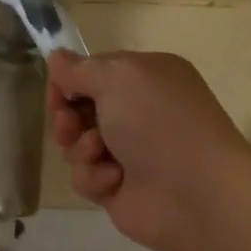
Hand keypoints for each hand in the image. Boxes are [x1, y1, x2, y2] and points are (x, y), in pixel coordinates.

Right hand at [47, 50, 250, 250]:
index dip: (68, 83)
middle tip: (70, 126)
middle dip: (68, 117)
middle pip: (79, 110)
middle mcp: (137, 112)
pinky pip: (85, 177)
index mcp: (145, 77)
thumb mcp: (119, 77)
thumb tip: (56, 58)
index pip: (92, 72)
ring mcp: (127, 152)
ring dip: (81, 149)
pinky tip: (116, 180)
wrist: (194, 192)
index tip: (58, 94)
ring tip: (100, 154)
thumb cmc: (158, 122)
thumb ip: (79, 68)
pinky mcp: (117, 186)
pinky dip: (94, 177)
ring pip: (76, 145)